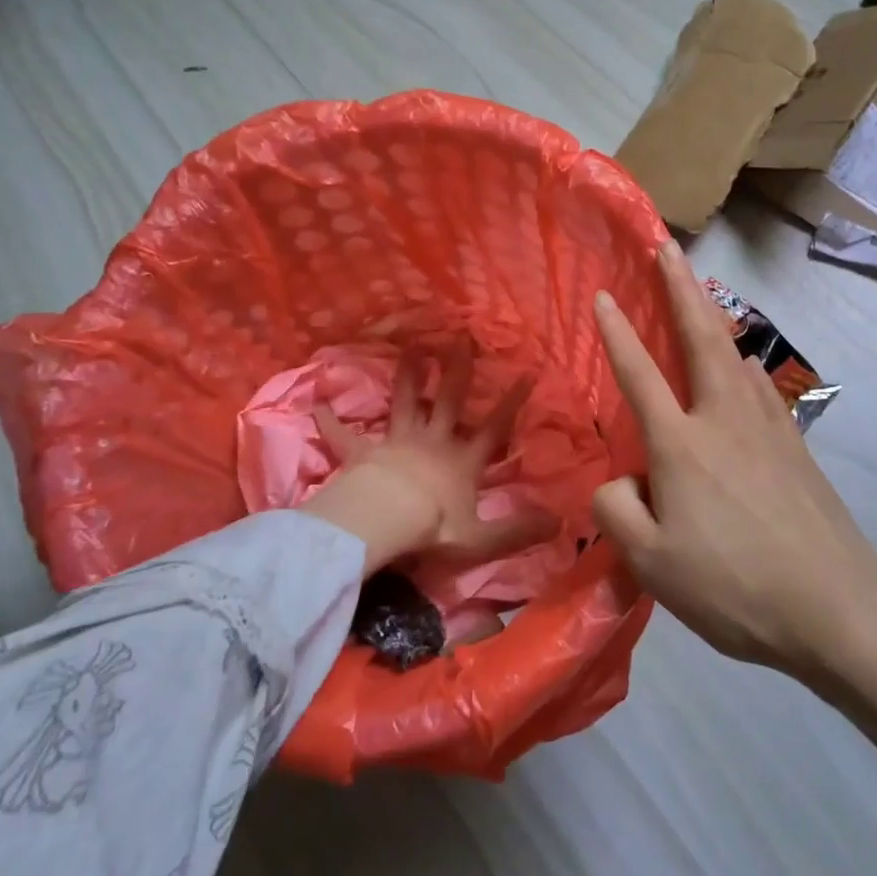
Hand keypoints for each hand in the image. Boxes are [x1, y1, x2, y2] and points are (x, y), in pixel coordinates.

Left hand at [302, 338, 556, 574]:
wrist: (386, 521)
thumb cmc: (433, 528)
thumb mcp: (481, 538)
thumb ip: (517, 531)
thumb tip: (560, 524)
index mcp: (461, 461)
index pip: (494, 427)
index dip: (513, 402)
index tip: (527, 372)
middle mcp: (433, 442)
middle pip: (448, 399)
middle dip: (457, 369)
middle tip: (461, 337)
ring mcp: (397, 442)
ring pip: (404, 401)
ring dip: (407, 375)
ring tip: (410, 347)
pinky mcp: (363, 452)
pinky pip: (344, 435)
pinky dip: (330, 421)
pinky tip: (315, 404)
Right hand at [591, 241, 876, 677]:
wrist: (836, 608)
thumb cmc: (734, 587)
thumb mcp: (651, 564)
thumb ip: (617, 510)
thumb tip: (623, 480)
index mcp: (681, 443)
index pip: (639, 373)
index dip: (617, 332)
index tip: (604, 295)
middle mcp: (723, 417)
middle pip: (700, 335)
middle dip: (680, 286)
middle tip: (669, 248)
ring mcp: (766, 425)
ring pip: (733, 352)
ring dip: (712, 314)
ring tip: (699, 293)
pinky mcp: (795, 443)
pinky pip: (758, 382)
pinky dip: (740, 358)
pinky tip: (741, 365)